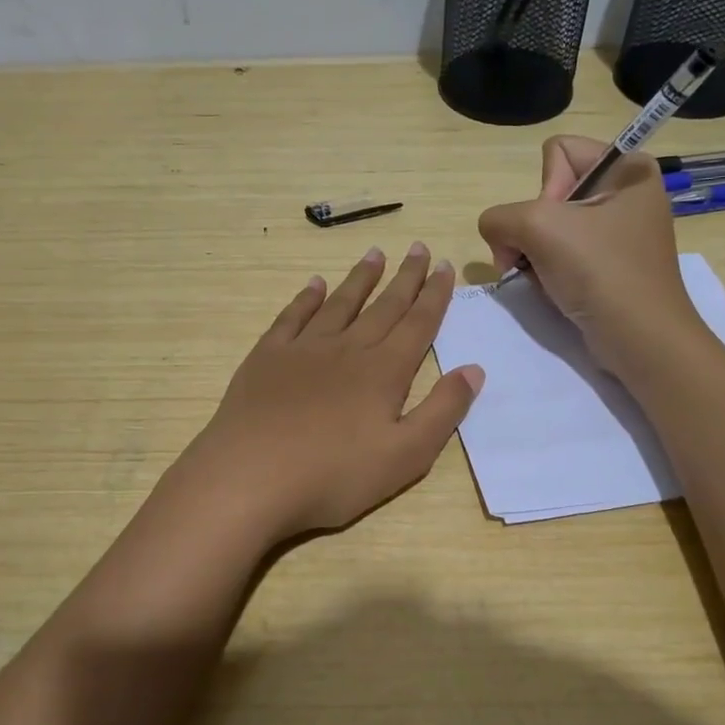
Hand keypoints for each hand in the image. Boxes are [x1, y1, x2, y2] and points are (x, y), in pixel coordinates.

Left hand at [180, 244, 483, 541]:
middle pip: (383, 306)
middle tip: (418, 247)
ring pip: (340, 304)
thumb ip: (443, 411)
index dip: (434, 295)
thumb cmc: (334, 476)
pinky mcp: (266, 358)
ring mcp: (303, 350)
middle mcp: (347, 349)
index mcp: (384, 372)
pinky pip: (292, 317)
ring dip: (360, 278)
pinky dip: (307, 298)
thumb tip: (474, 369)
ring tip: (375, 254)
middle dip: (405, 277)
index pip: (418, 324)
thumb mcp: (406, 456)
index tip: (446, 266)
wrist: (250, 478)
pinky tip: (315, 285)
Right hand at [478, 135, 702, 370]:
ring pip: (550, 227)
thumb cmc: (600, 271)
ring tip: (545, 278)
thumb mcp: (537, 227)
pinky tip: (554, 290)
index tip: (555, 225)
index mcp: (627, 168)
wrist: (640, 339)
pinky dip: (549, 271)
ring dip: (535, 254)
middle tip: (538, 258)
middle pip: (550, 192)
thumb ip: (499, 217)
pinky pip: (562, 254)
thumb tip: (496, 237)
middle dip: (532, 228)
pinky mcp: (610, 265)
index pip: (558, 152)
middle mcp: (626, 193)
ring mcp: (619, 232)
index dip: (544, 188)